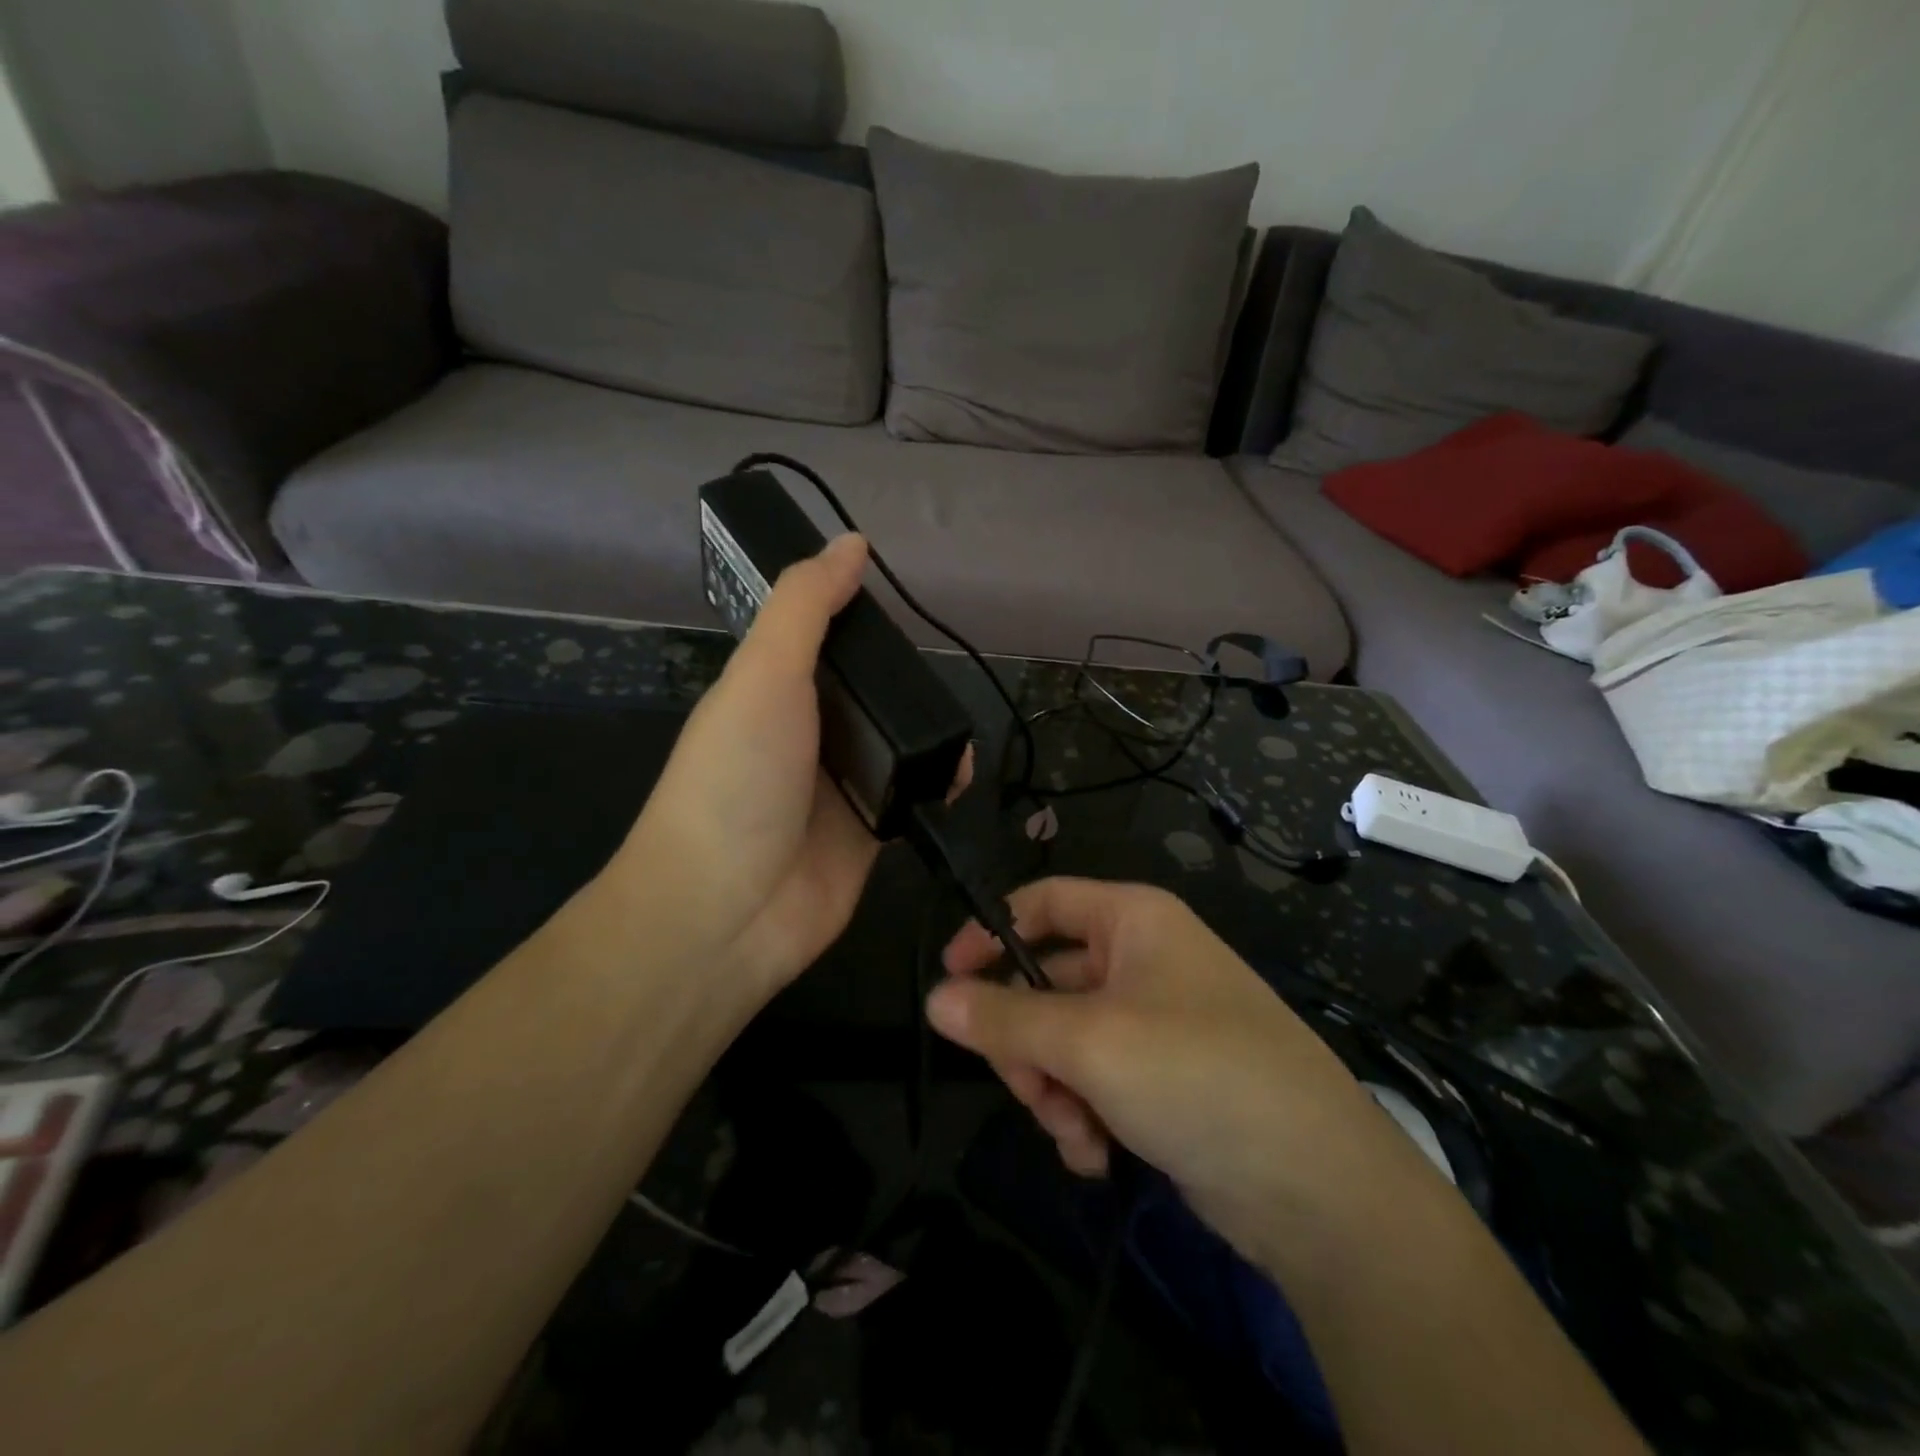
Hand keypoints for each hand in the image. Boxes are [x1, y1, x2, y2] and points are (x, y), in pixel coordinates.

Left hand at [615, 534, 963, 995]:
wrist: (727, 911)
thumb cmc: (737, 779)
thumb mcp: (764, 675)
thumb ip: (806, 607)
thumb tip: (852, 543)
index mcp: (771, 688)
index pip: (822, 638)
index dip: (857, 617)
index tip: (901, 605)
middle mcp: (805, 732)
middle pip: (867, 691)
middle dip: (903, 682)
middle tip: (939, 679)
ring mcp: (837, 785)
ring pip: (895, 743)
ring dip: (928, 735)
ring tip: (957, 732)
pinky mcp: (867, 831)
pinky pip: (910, 794)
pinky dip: (936, 783)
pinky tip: (958, 777)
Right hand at [929, 878, 1419, 1265]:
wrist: (1319, 1188)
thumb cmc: (1197, 1074)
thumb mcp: (1089, 1042)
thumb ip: (1005, 1020)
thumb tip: (935, 1000)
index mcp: (1133, 921)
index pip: (1042, 902)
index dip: (990, 933)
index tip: (949, 981)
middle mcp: (1143, 961)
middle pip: (1046, 982)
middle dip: (1027, 1041)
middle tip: (1024, 1087)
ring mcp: (1156, 1023)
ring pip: (1065, 1041)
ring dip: (1053, 1088)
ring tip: (1072, 1130)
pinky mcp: (1165, 1081)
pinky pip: (1096, 1082)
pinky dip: (1084, 1116)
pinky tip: (1095, 1155)